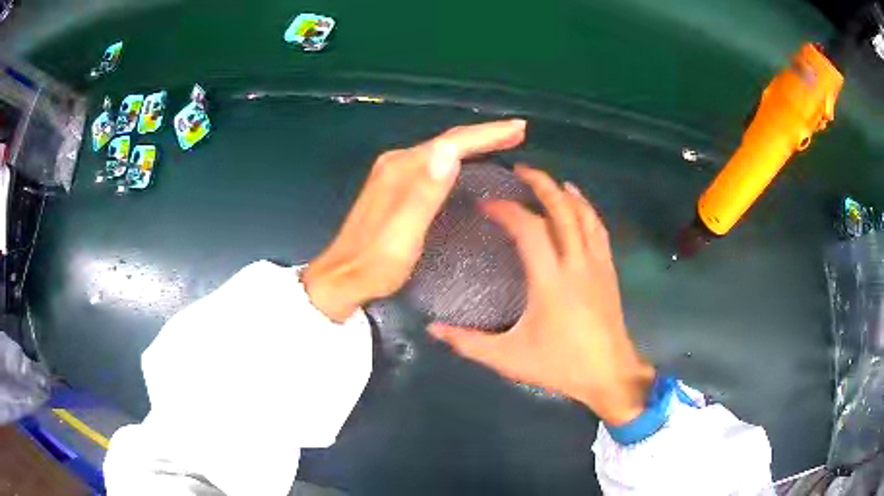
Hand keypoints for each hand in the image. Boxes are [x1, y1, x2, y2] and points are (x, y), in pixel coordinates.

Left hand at [302, 120, 526, 322]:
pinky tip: (465, 162)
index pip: (452, 142)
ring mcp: (393, 174)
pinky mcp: (394, 187)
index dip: (488, 134)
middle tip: (517, 132)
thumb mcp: (404, 232)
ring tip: (501, 141)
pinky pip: (433, 163)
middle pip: (447, 141)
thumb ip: (425, 192)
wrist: (342, 279)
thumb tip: (449, 151)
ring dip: (472, 143)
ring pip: (441, 151)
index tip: (519, 128)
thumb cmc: (377, 262)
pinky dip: (456, 158)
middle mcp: (397, 163)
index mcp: (403, 169)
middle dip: (484, 134)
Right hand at [429, 166, 654, 424]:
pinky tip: (577, 199)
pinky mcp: (608, 269)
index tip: (485, 203)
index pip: (528, 228)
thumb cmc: (559, 365)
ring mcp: (596, 263)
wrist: (608, 374)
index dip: (505, 209)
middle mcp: (575, 263)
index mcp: (550, 281)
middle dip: (540, 183)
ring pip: (583, 213)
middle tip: (519, 170)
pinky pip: (598, 227)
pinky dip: (586, 207)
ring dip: (563, 191)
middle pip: (561, 208)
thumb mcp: (508, 358)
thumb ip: (468, 343)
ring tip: (544, 180)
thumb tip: (432, 329)